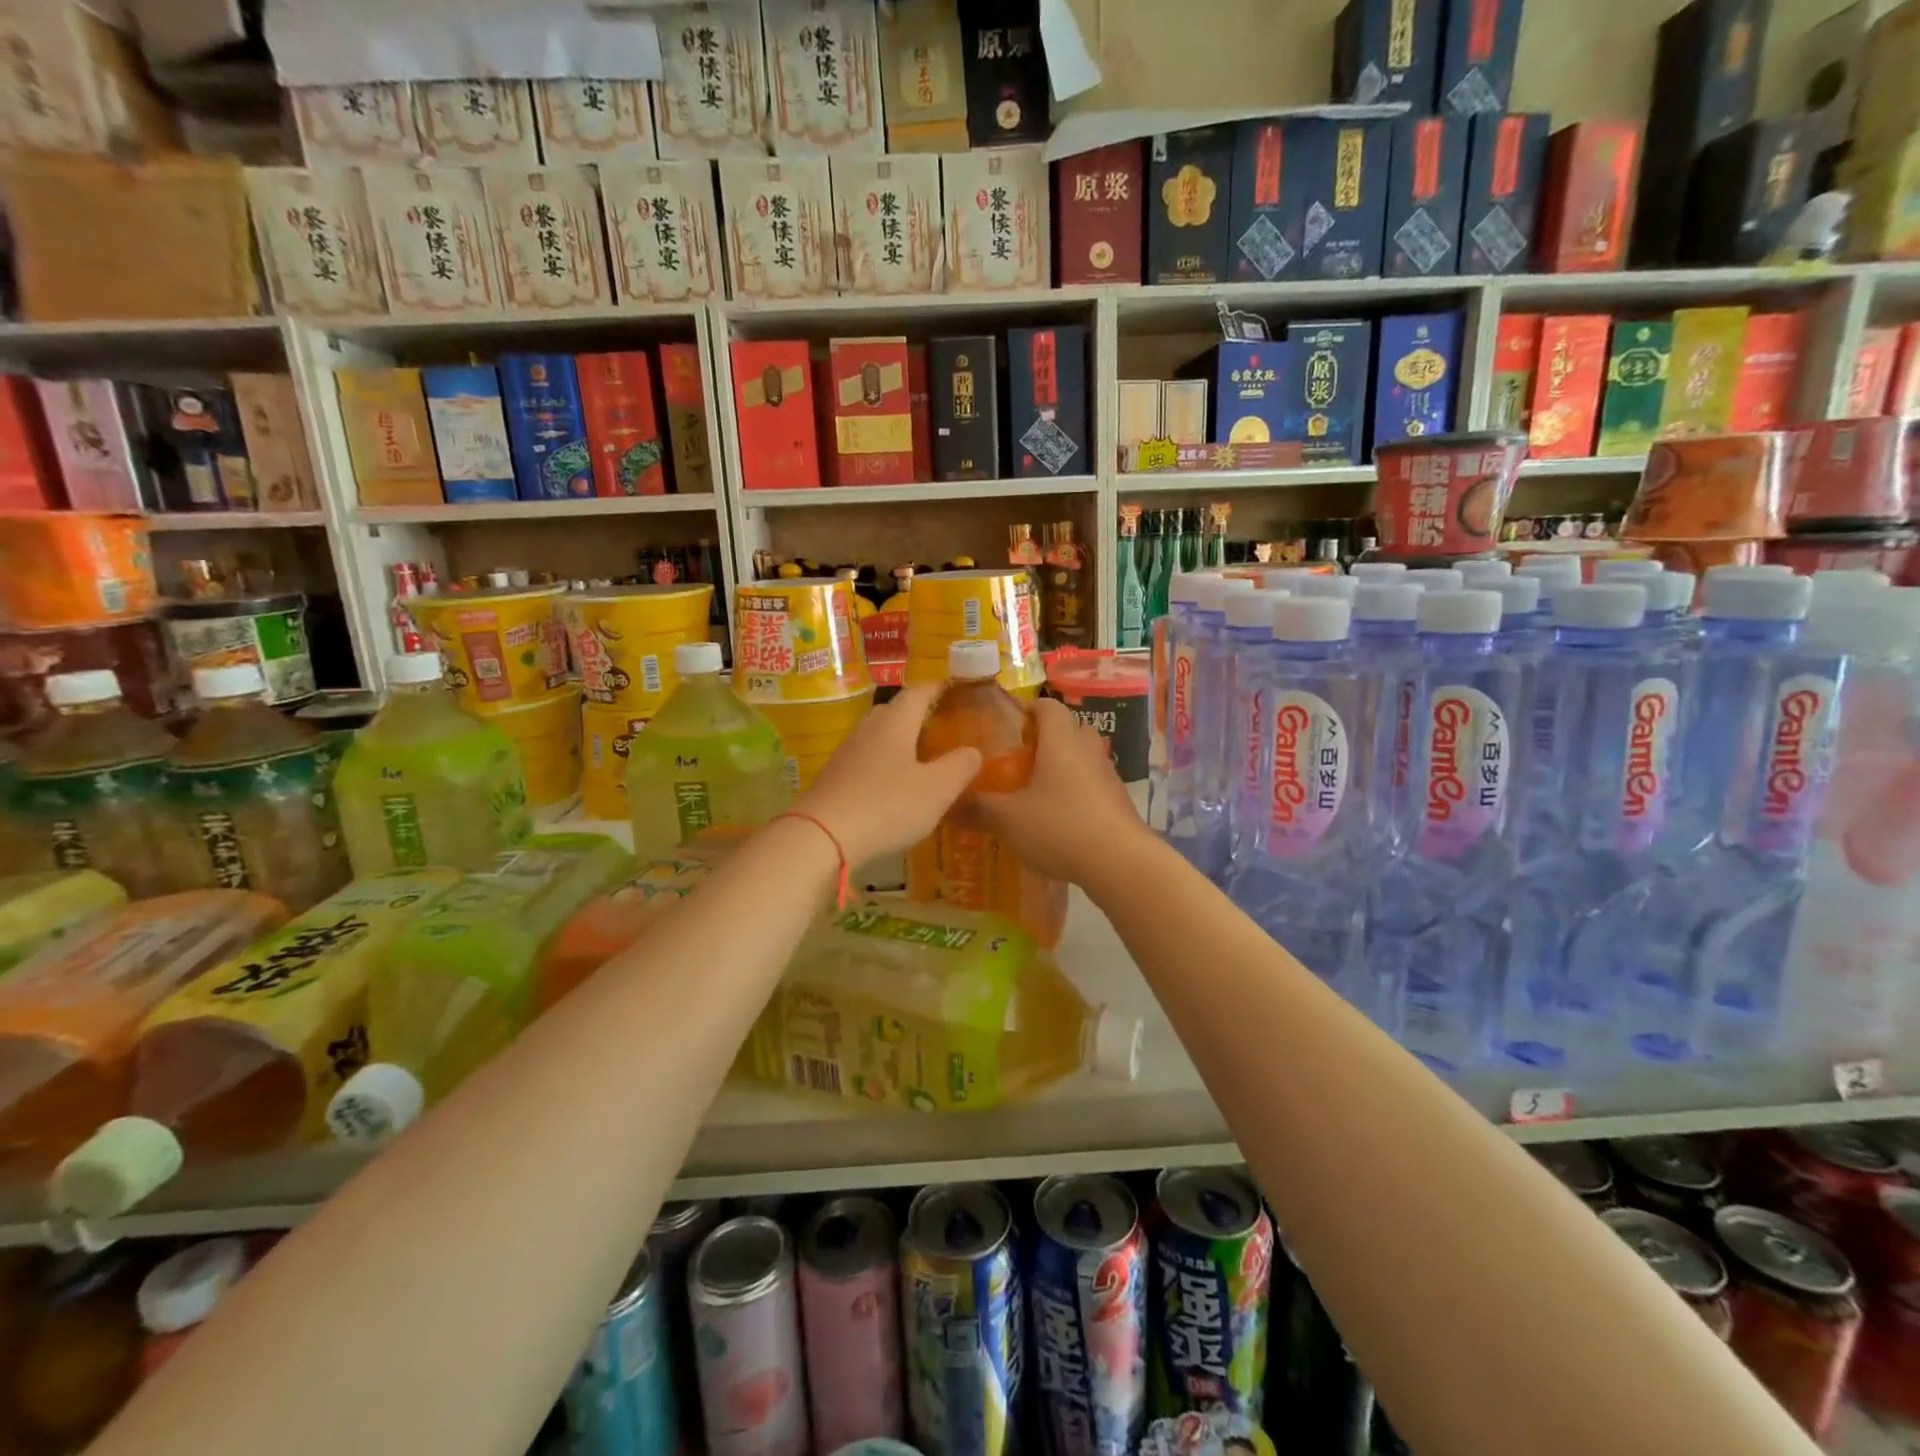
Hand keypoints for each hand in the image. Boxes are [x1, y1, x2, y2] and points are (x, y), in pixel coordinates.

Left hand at [794, 684, 981, 864]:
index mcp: (896, 722)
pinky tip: (894, 787)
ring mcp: (847, 753)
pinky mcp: (834, 778)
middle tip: (943, 728)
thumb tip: (973, 751)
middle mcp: (869, 729)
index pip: (919, 691)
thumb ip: (960, 766)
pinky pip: (866, 761)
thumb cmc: (887, 806)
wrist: (820, 836)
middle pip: (896, 711)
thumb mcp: (937, 789)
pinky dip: (884, 765)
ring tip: (922, 758)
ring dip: (901, 742)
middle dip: (919, 714)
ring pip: (879, 737)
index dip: (939, 688)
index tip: (955, 689)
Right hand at [972, 697, 1150, 883]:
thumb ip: (976, 808)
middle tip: (1015, 759)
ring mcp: (1107, 775)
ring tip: (1032, 790)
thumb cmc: (1060, 827)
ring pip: (1081, 758)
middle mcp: (1088, 749)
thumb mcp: (1008, 820)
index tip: (1004, 726)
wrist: (1120, 863)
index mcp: (1061, 740)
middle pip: (1067, 729)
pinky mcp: (1118, 801)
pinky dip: (1074, 792)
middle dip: (1043, 739)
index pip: (1047, 706)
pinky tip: (1056, 818)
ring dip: (1060, 767)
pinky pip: (1091, 784)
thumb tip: (945, 803)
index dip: (1026, 710)